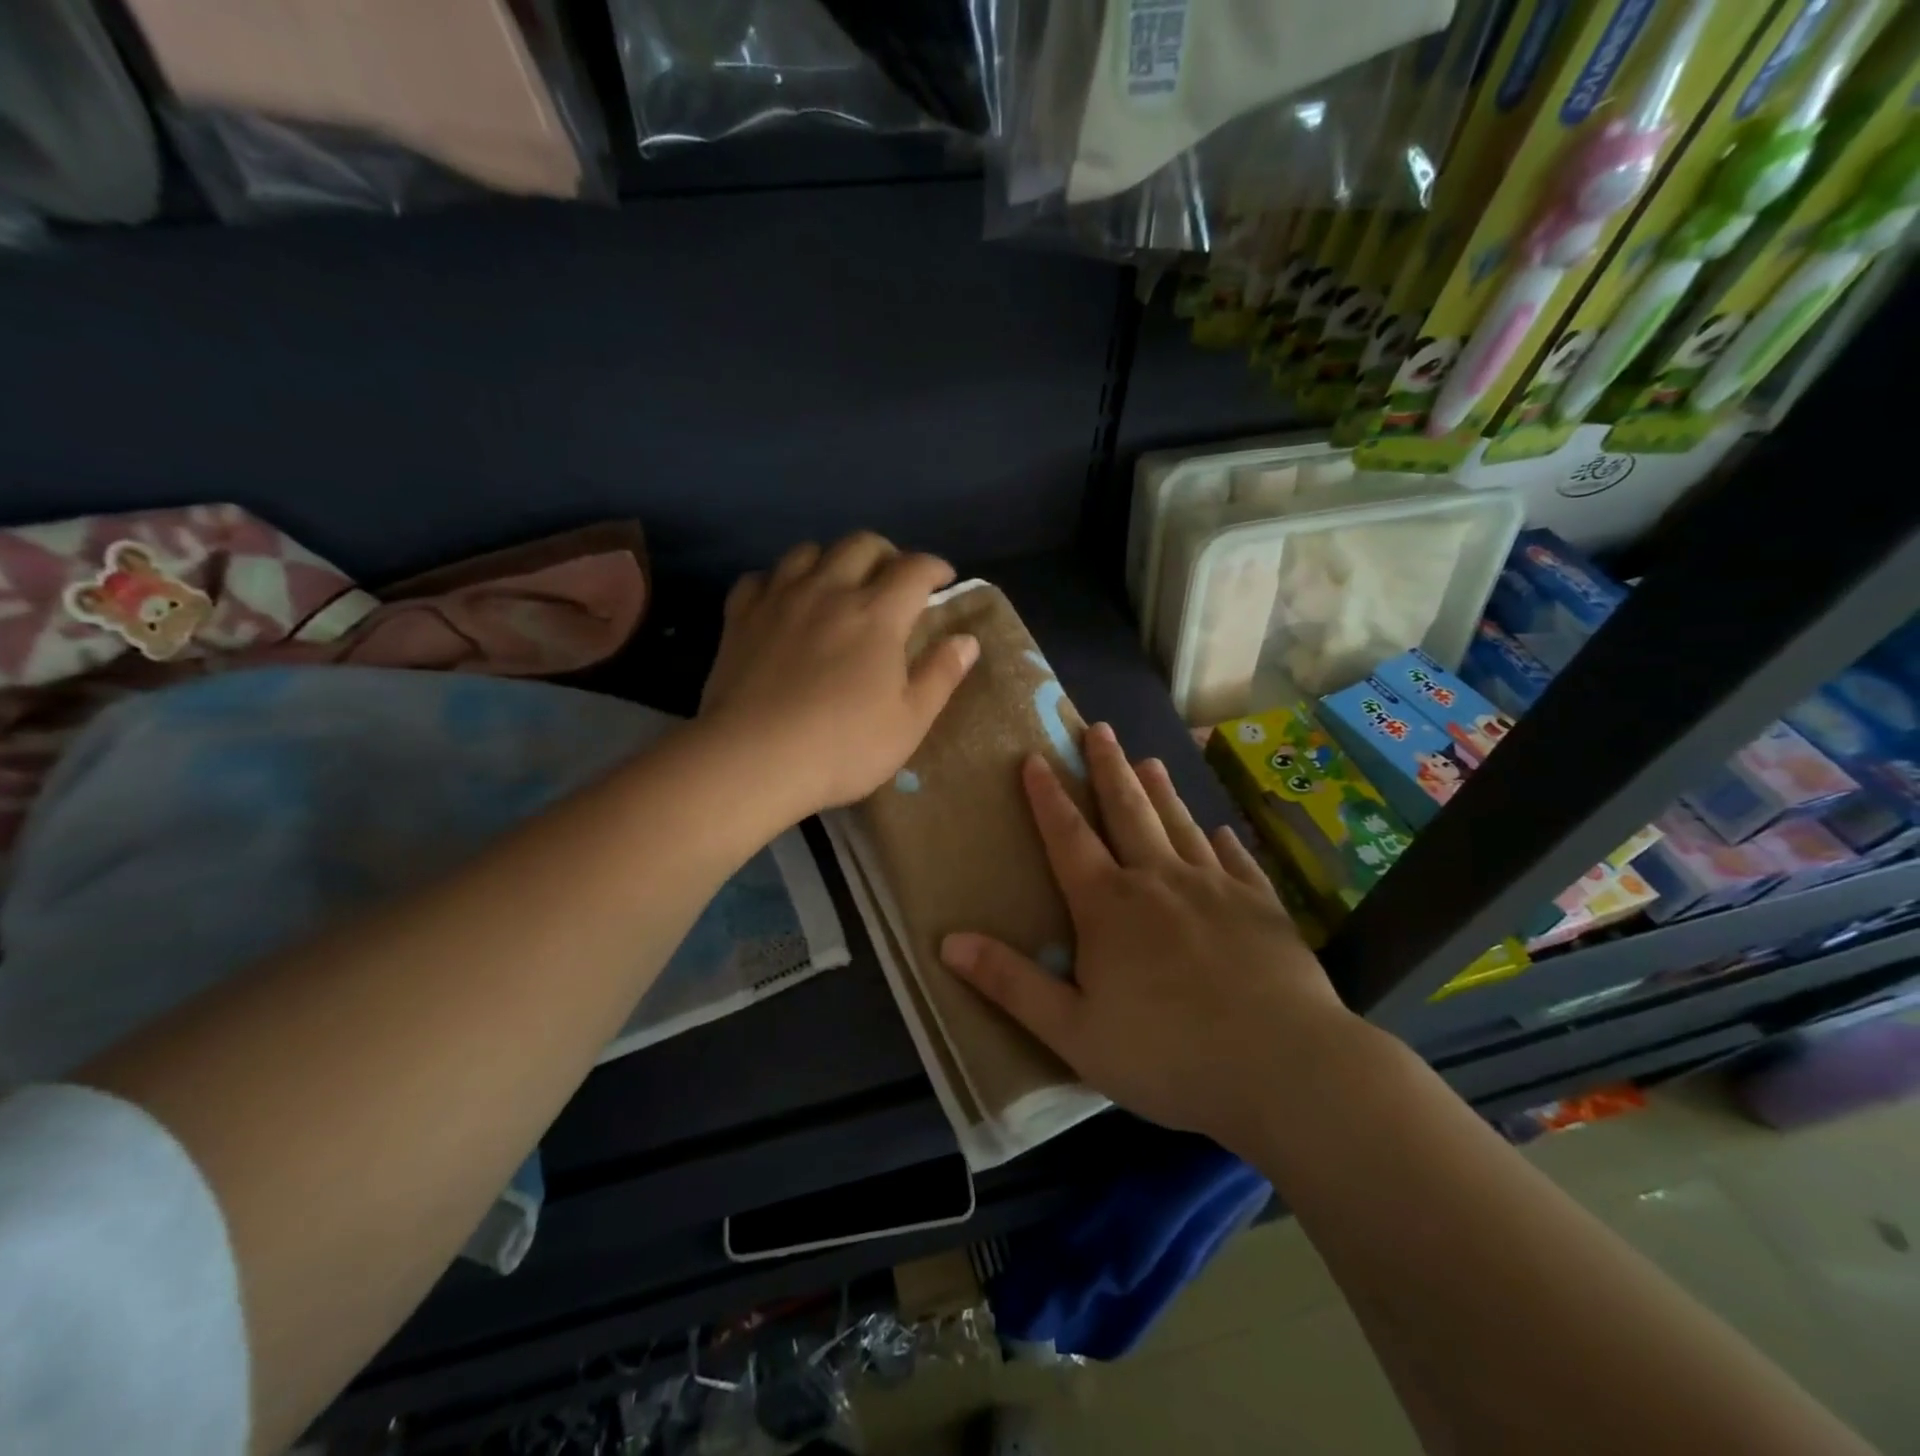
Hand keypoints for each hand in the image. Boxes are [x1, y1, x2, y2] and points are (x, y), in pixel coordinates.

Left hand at [701, 533, 979, 817]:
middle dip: (886, 553)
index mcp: (877, 615)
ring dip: (832, 559)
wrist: (753, 760)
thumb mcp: (909, 722)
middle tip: (894, 579)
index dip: (935, 567)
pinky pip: (760, 577)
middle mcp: (829, 591)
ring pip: (808, 551)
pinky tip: (783, 601)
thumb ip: (940, 675)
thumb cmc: (843, 747)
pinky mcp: (740, 617)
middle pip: (861, 544)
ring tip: (839, 584)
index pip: (914, 568)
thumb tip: (967, 640)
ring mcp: (780, 600)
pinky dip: (778, 581)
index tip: (944, 579)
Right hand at [940, 723, 1366, 1152]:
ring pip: (1180, 825)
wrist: (1283, 1067)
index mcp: (1109, 906)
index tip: (1036, 757)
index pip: (1069, 838)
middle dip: (1108, 768)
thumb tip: (947, 941)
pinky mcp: (1262, 907)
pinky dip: (1223, 842)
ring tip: (1149, 759)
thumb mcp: (1073, 1031)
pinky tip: (1221, 831)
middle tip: (1099, 728)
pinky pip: (1237, 861)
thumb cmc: (1167, 1054)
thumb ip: (1011, 983)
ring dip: (1160, 791)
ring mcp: (1216, 888)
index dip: (1048, 797)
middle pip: (1128, 812)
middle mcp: (1159, 881)